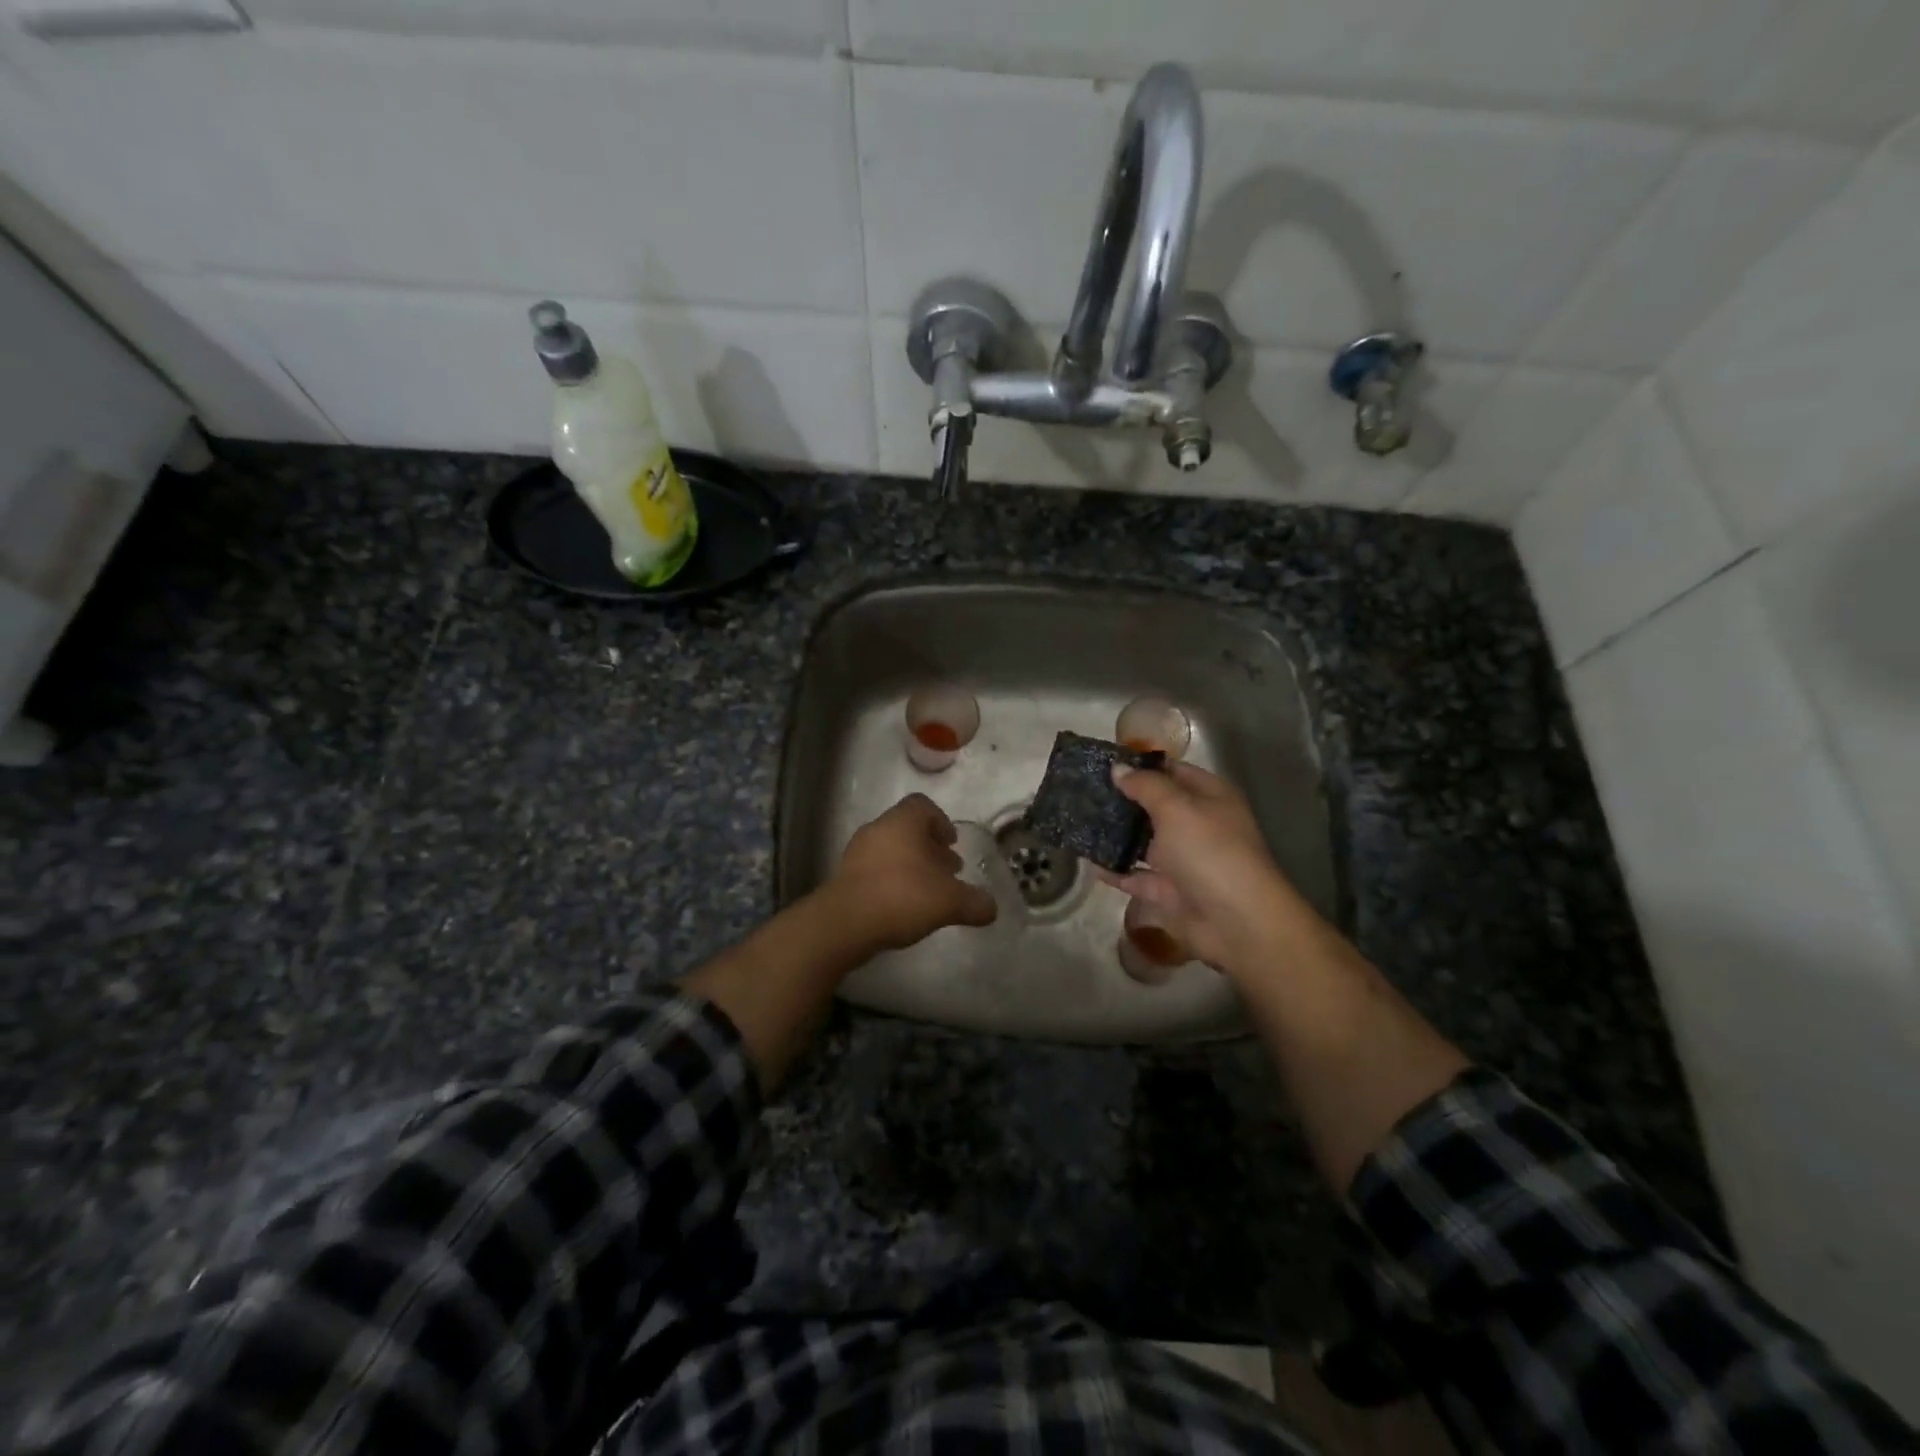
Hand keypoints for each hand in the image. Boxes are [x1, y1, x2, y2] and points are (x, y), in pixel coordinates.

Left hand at [825, 794, 997, 952]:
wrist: (844, 924)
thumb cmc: (902, 897)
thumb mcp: (949, 902)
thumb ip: (974, 902)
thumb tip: (992, 908)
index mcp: (902, 822)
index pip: (923, 805)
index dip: (941, 821)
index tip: (952, 844)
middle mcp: (878, 829)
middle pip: (908, 829)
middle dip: (930, 848)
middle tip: (948, 871)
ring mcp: (857, 852)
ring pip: (891, 849)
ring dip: (911, 865)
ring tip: (928, 892)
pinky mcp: (845, 876)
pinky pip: (875, 869)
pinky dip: (892, 880)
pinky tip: (904, 905)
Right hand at [1097, 762, 1303, 974]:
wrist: (1236, 921)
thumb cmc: (1209, 851)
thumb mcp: (1176, 807)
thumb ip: (1145, 786)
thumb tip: (1118, 768)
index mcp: (1209, 797)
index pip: (1173, 771)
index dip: (1142, 765)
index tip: (1104, 762)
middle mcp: (1198, 826)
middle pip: (1156, 807)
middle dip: (1124, 800)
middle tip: (1084, 791)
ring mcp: (1185, 861)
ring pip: (1145, 843)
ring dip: (1117, 836)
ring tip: (1080, 822)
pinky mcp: (1171, 892)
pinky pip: (1138, 877)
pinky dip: (1117, 872)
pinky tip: (1089, 862)